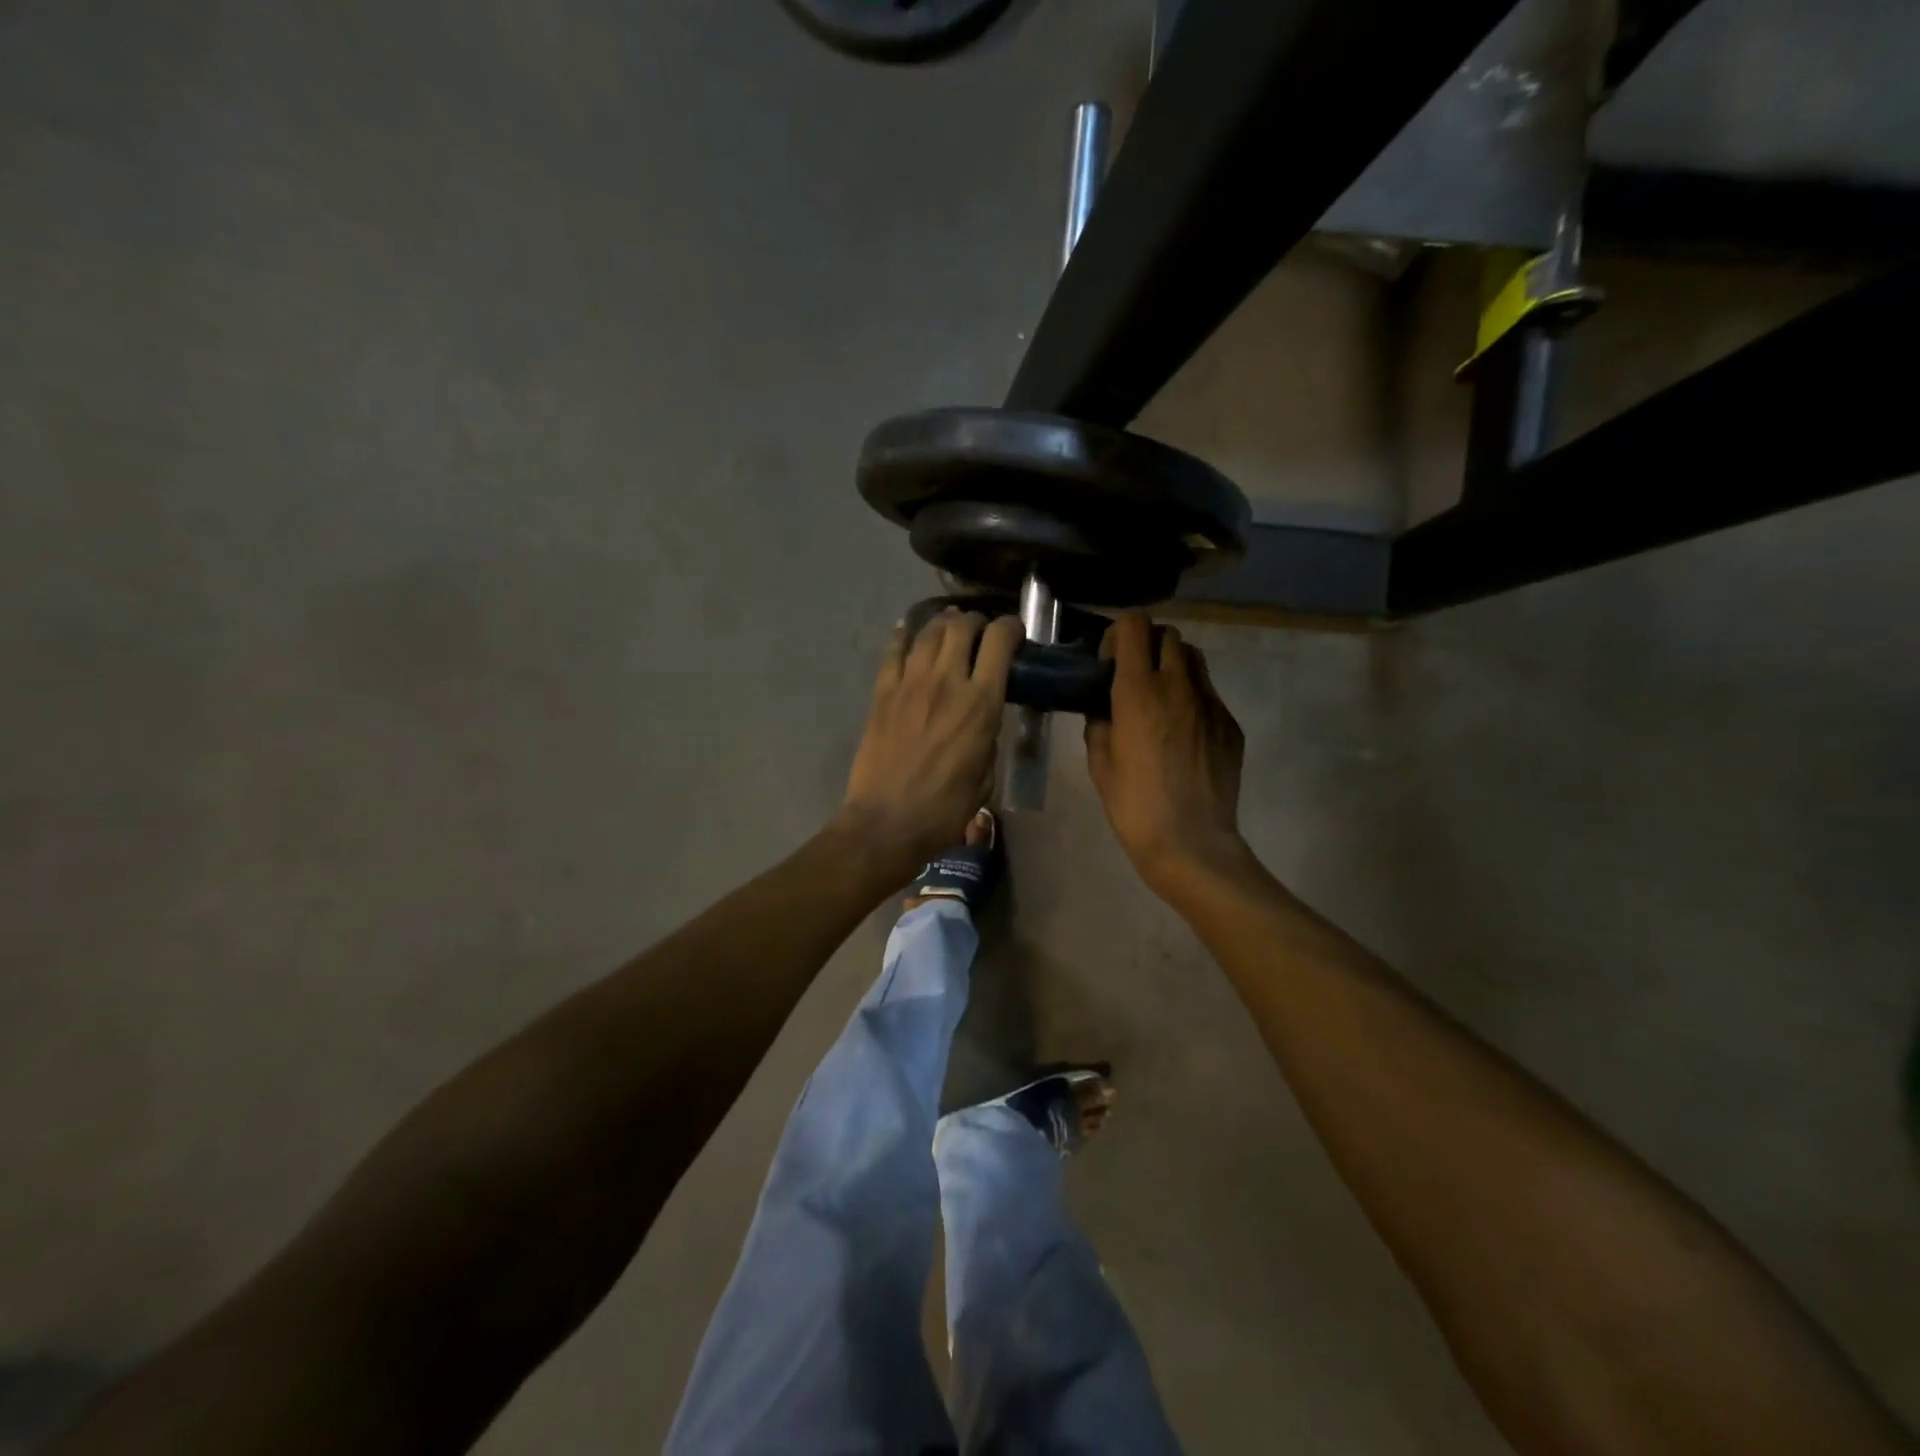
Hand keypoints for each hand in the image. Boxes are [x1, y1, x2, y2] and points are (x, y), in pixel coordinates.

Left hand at [838, 609, 1023, 883]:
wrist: (887, 823)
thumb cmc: (945, 810)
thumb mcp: (986, 776)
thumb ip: (988, 739)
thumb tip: (983, 721)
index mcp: (980, 704)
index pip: (999, 642)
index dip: (1011, 628)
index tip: (1015, 633)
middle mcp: (946, 682)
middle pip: (962, 627)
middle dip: (976, 622)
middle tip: (980, 631)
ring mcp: (909, 684)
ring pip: (928, 632)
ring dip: (943, 624)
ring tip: (950, 629)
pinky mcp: (882, 693)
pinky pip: (893, 651)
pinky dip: (904, 635)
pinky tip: (910, 632)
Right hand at [1084, 613, 1249, 896]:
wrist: (1191, 842)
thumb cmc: (1134, 804)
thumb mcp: (1099, 762)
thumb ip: (1099, 722)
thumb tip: (1104, 707)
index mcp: (1138, 690)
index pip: (1135, 626)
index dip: (1119, 634)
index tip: (1109, 662)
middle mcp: (1178, 685)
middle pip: (1168, 635)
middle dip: (1147, 646)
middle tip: (1133, 678)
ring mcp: (1210, 703)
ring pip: (1194, 659)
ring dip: (1173, 666)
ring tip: (1160, 698)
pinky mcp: (1229, 724)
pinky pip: (1209, 694)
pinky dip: (1191, 698)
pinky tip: (1181, 733)